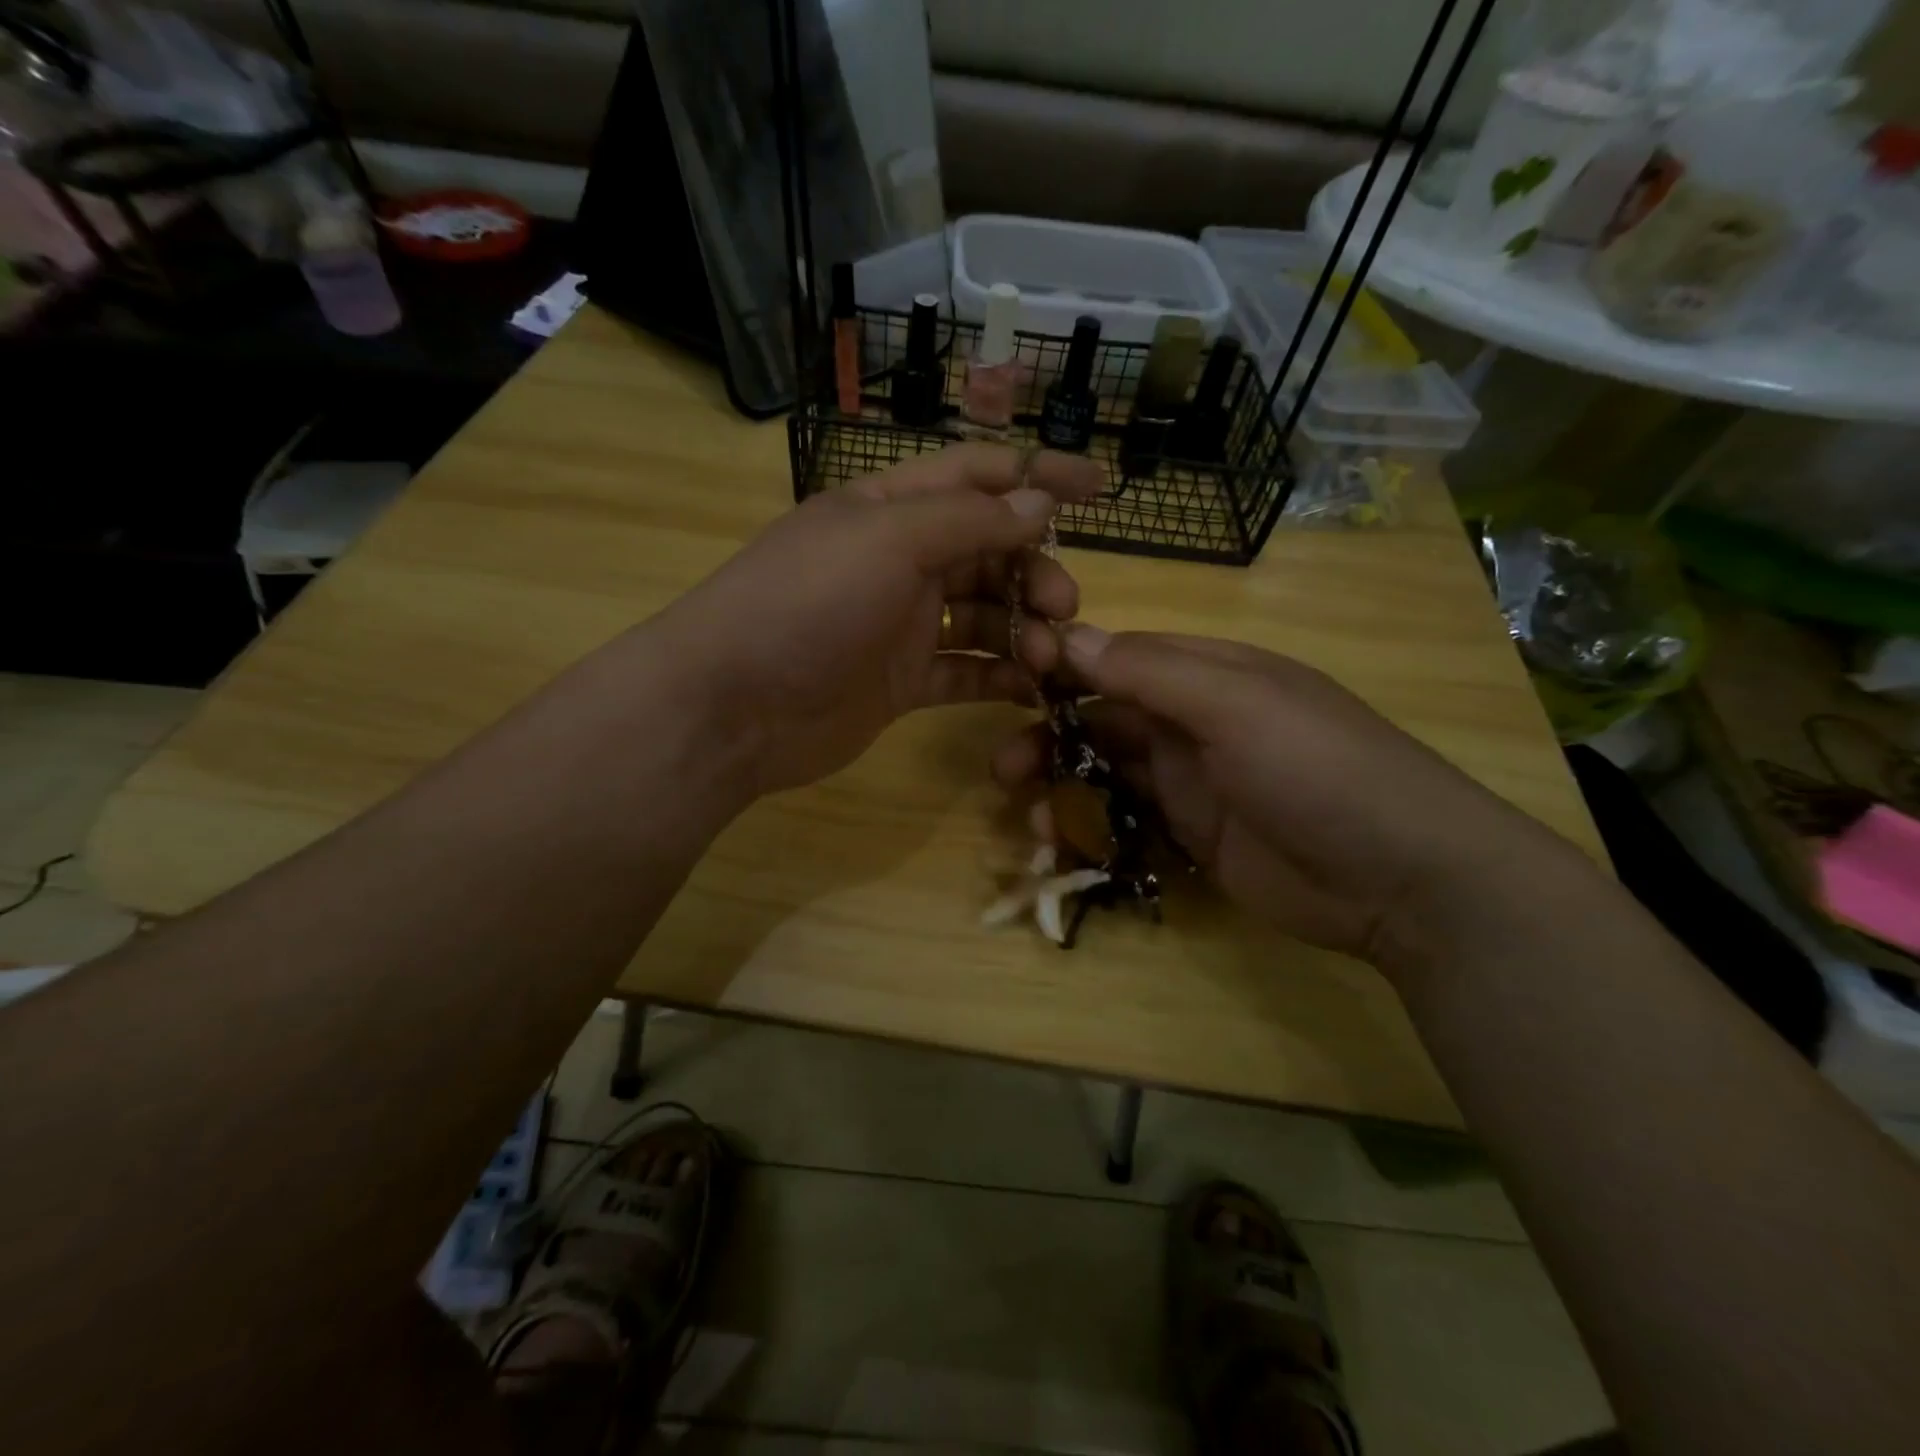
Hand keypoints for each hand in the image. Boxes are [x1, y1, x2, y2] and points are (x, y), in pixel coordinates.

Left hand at [660, 444, 1103, 796]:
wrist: (732, 707)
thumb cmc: (806, 604)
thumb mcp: (888, 541)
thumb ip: (969, 521)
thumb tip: (1039, 501)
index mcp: (890, 510)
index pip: (976, 476)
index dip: (1036, 474)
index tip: (1100, 486)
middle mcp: (899, 562)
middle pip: (989, 552)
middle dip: (1035, 572)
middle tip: (1064, 606)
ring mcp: (901, 625)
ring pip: (983, 615)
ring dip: (1024, 629)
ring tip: (1052, 657)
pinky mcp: (902, 682)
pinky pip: (964, 671)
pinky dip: (1000, 676)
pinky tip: (1034, 687)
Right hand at [993, 628, 1564, 971]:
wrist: (1401, 879)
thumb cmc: (1319, 769)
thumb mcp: (1237, 705)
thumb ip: (1151, 671)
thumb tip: (1070, 635)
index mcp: (1207, 673)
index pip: (1118, 657)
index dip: (1063, 665)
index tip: (1010, 680)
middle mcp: (1193, 721)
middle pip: (1102, 718)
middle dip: (1049, 735)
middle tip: (1003, 766)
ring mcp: (1192, 780)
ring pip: (1107, 770)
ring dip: (1061, 784)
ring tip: (1025, 812)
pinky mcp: (1191, 834)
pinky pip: (1126, 819)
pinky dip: (1089, 826)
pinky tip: (1060, 842)